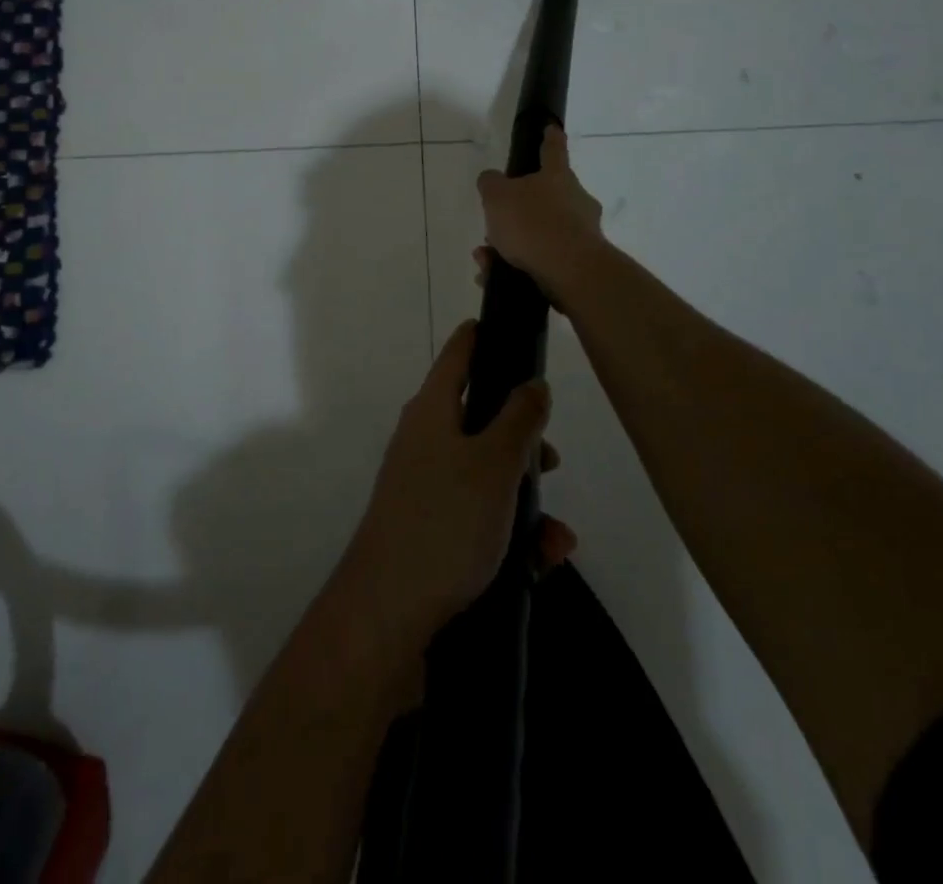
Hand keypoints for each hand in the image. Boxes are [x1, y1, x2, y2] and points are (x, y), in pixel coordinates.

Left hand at [338, 321, 576, 649]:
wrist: (387, 614)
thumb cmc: (445, 522)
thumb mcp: (494, 464)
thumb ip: (519, 419)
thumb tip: (533, 383)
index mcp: (432, 411)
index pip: (460, 353)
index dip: (485, 335)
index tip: (514, 327)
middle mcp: (424, 440)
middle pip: (481, 418)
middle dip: (523, 439)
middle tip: (551, 460)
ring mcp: (425, 486)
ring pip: (487, 474)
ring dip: (525, 498)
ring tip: (554, 535)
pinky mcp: (431, 529)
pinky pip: (480, 516)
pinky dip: (511, 533)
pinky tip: (540, 562)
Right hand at [476, 126, 608, 307]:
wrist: (570, 271)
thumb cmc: (533, 223)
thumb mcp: (497, 197)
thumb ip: (490, 184)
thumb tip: (492, 180)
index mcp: (557, 176)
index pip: (553, 150)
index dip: (549, 138)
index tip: (551, 129)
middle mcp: (575, 200)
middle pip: (545, 197)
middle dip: (518, 210)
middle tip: (495, 223)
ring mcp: (581, 232)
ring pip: (540, 232)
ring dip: (511, 243)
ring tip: (485, 258)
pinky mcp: (579, 262)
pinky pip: (542, 259)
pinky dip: (517, 265)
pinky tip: (493, 277)